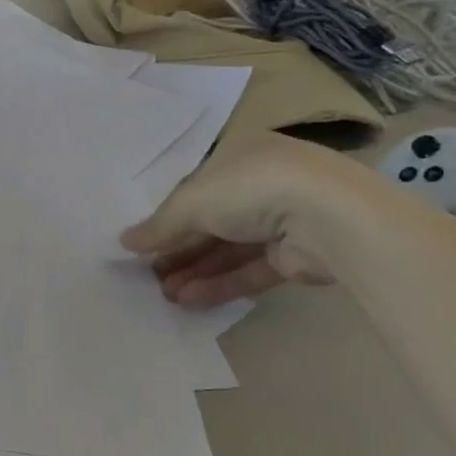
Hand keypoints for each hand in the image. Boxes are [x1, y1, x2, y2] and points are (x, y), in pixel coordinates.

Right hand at [121, 132, 370, 307]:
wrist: (329, 218)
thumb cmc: (251, 189)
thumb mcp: (192, 201)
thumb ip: (160, 225)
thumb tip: (125, 243)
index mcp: (239, 156)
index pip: (195, 187)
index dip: (167, 215)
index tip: (143, 242)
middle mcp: (261, 184)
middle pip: (210, 221)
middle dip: (178, 249)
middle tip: (147, 274)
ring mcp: (281, 221)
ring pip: (228, 248)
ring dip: (194, 270)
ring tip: (163, 294)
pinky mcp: (295, 256)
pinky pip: (249, 270)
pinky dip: (220, 283)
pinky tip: (189, 300)